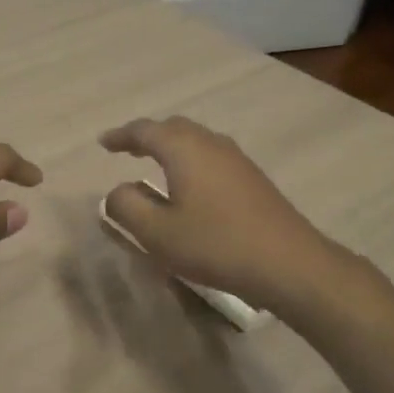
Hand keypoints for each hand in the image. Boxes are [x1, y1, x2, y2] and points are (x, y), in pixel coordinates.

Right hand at [99, 116, 352, 311]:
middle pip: (172, 128)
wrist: (290, 264)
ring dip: (171, 146)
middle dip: (147, 136)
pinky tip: (191, 184)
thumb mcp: (158, 233)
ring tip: (155, 163)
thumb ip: (126, 207)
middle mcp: (210, 144)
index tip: (103, 143)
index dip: (121, 136)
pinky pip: (211, 155)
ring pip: (195, 140)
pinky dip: (191, 159)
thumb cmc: (216, 244)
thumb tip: (116, 191)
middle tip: (127, 149)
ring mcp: (236, 159)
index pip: (144, 131)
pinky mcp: (253, 178)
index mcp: (183, 149)